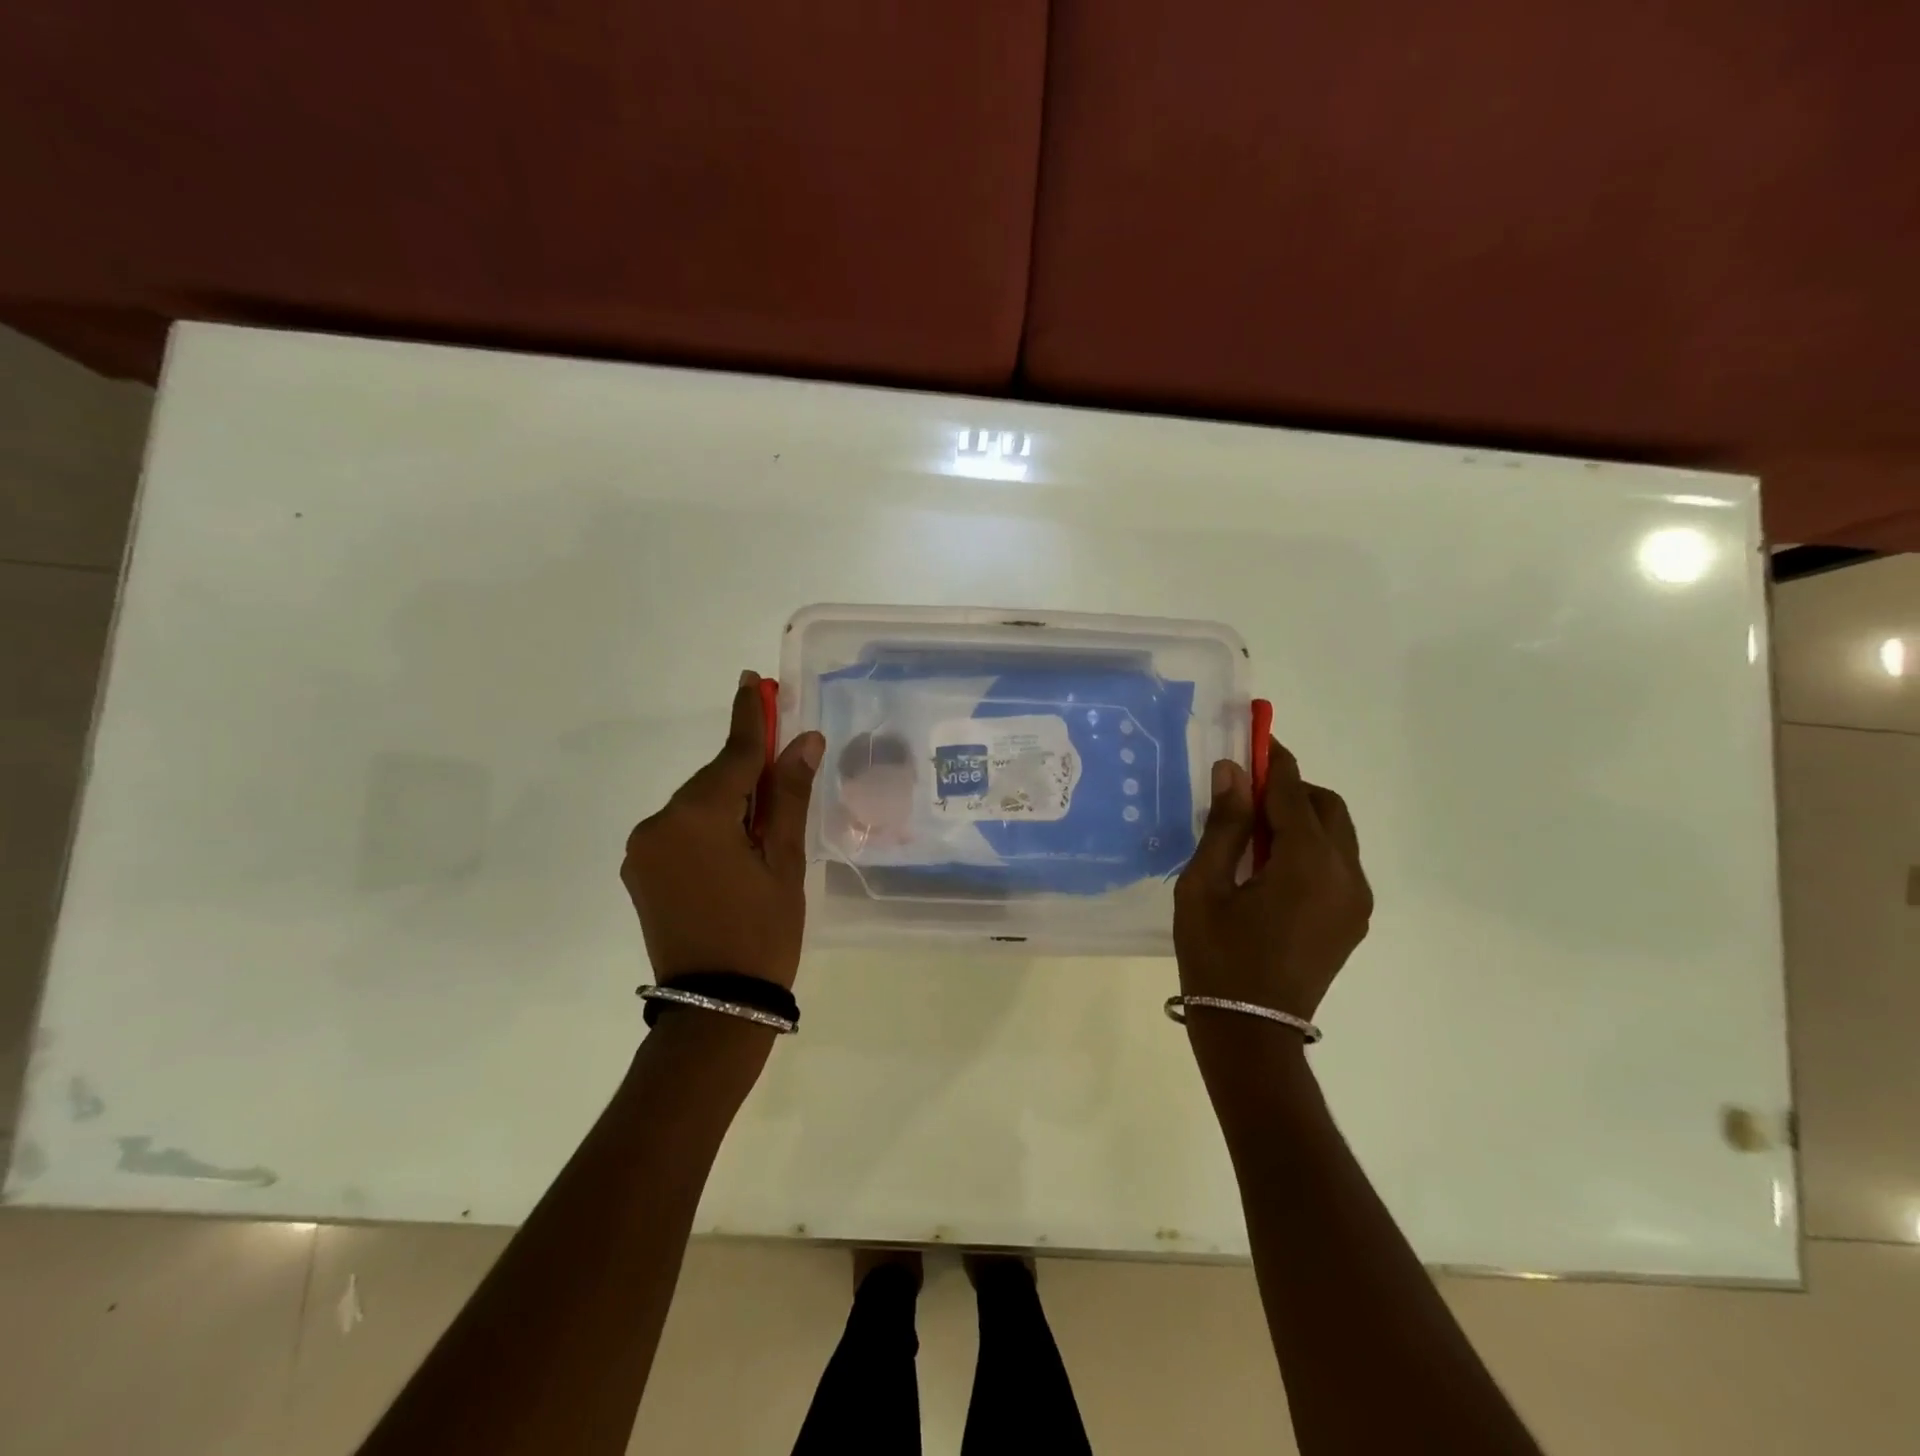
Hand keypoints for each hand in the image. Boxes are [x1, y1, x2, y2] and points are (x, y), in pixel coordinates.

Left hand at [621, 672, 824, 988]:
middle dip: (748, 773)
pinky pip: (680, 831)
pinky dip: (709, 828)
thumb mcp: (785, 862)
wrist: (715, 1007)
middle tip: (784, 771)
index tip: (753, 679)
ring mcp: (643, 848)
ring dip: (729, 805)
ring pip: (697, 806)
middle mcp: (659, 822)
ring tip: (763, 837)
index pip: (734, 754)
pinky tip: (734, 853)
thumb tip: (804, 740)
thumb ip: (789, 795)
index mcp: (698, 816)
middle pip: (714, 780)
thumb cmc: (763, 932)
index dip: (749, 715)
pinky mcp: (639, 870)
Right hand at [1173, 738, 1371, 1023]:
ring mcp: (1356, 899)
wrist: (1251, 1031)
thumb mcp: (1204, 886)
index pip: (1293, 791)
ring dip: (1301, 818)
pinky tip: (1271, 868)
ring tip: (1253, 835)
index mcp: (1308, 862)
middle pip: (1326, 806)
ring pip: (1337, 834)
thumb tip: (1234, 772)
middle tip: (1244, 795)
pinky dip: (1311, 848)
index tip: (1254, 736)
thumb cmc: (1216, 955)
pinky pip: (1338, 864)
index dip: (1272, 760)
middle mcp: (1345, 873)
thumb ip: (1224, 825)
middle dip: (1290, 789)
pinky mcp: (1354, 920)